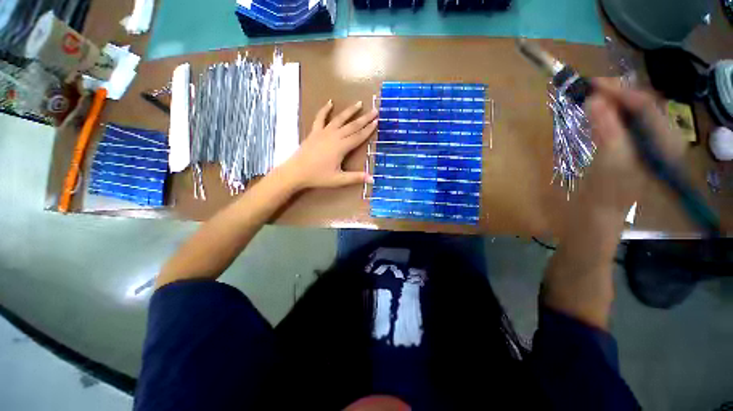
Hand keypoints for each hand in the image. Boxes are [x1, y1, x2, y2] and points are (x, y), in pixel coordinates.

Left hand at [278, 100, 377, 190]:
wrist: (296, 172)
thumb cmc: (318, 176)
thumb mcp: (338, 179)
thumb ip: (355, 178)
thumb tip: (372, 179)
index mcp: (341, 147)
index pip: (358, 136)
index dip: (368, 129)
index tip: (377, 121)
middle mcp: (334, 136)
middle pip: (352, 125)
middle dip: (364, 118)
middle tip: (374, 110)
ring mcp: (323, 132)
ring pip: (339, 119)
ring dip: (349, 111)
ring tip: (359, 103)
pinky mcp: (314, 132)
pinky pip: (320, 118)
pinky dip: (325, 109)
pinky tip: (330, 102)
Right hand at [583, 79, 684, 214]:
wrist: (602, 212)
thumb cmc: (609, 191)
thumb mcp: (611, 159)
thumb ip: (606, 128)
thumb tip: (593, 99)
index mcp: (664, 139)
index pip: (645, 103)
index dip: (619, 91)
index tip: (591, 84)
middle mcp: (661, 135)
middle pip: (641, 104)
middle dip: (615, 94)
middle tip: (588, 89)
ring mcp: (648, 140)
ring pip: (632, 111)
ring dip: (611, 102)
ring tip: (590, 97)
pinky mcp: (634, 145)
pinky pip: (625, 121)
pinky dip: (609, 114)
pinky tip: (597, 113)